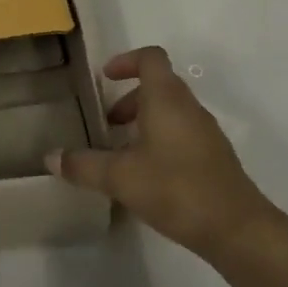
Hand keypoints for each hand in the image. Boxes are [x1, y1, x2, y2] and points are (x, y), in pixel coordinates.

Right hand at [47, 45, 280, 258]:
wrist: (237, 229)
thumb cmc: (176, 188)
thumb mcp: (120, 177)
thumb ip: (83, 165)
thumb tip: (50, 157)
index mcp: (167, 98)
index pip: (150, 58)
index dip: (126, 61)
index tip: (104, 78)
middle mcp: (188, 107)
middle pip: (158, 85)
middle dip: (129, 98)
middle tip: (107, 123)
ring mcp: (205, 132)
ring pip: (170, 111)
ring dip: (144, 121)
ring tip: (121, 152)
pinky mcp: (213, 156)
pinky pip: (182, 133)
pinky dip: (160, 139)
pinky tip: (146, 174)